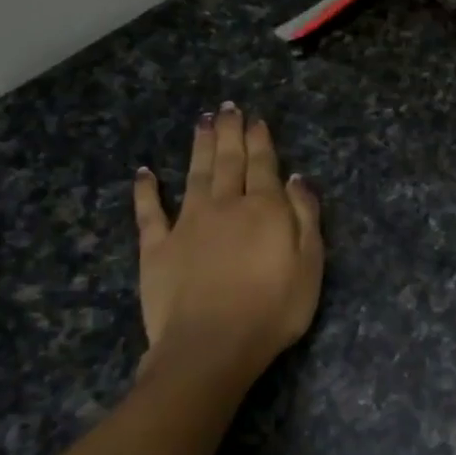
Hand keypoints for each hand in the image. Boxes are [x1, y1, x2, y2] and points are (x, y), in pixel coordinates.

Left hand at [132, 103, 323, 386]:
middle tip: (227, 108)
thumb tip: (297, 178)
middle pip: (228, 161)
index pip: (263, 165)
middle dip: (229, 133)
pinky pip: (150, 212)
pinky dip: (147, 190)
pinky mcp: (157, 248)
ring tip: (202, 122)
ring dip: (199, 147)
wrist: (211, 346)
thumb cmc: (273, 310)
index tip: (256, 119)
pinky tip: (145, 173)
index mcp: (263, 209)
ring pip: (194, 175)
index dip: (260, 141)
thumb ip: (305, 218)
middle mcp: (224, 206)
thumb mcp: (310, 265)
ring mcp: (187, 224)